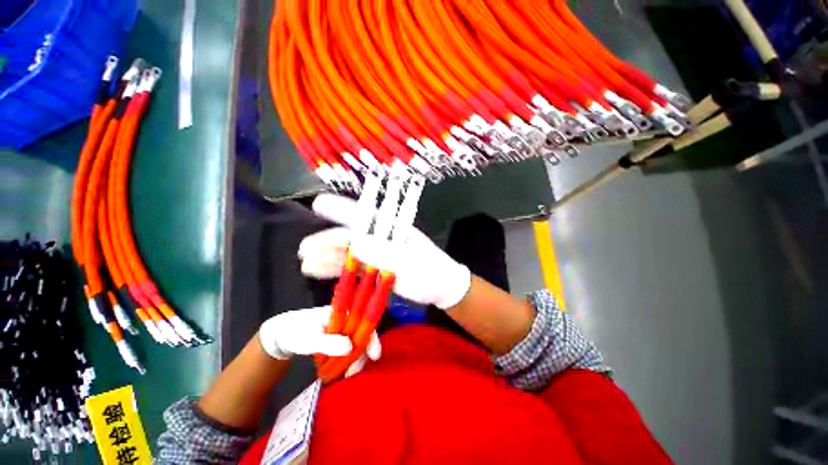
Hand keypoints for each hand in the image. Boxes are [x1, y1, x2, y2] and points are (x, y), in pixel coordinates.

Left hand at [259, 306, 380, 375]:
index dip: (372, 338)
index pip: (365, 322)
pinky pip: (348, 349)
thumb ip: (328, 343)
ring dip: (353, 360)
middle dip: (361, 354)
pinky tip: (340, 371)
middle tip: (351, 373)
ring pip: (356, 344)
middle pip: (363, 335)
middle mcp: (347, 318)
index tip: (375, 356)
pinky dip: (346, 361)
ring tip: (342, 375)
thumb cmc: (295, 333)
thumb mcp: (308, 339)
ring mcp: (343, 329)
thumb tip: (350, 347)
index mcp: (343, 311)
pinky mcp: (339, 339)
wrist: (281, 335)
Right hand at [299, 194, 471, 309]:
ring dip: (327, 257)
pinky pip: (353, 269)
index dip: (342, 209)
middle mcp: (382, 239)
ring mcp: (378, 256)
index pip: (365, 215)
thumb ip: (384, 254)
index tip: (319, 204)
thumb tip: (354, 246)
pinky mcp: (376, 271)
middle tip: (304, 249)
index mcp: (393, 229)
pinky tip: (319, 272)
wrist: (441, 288)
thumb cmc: (431, 269)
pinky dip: (336, 271)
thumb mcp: (410, 261)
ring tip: (306, 264)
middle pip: (351, 236)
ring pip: (349, 254)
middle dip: (327, 240)